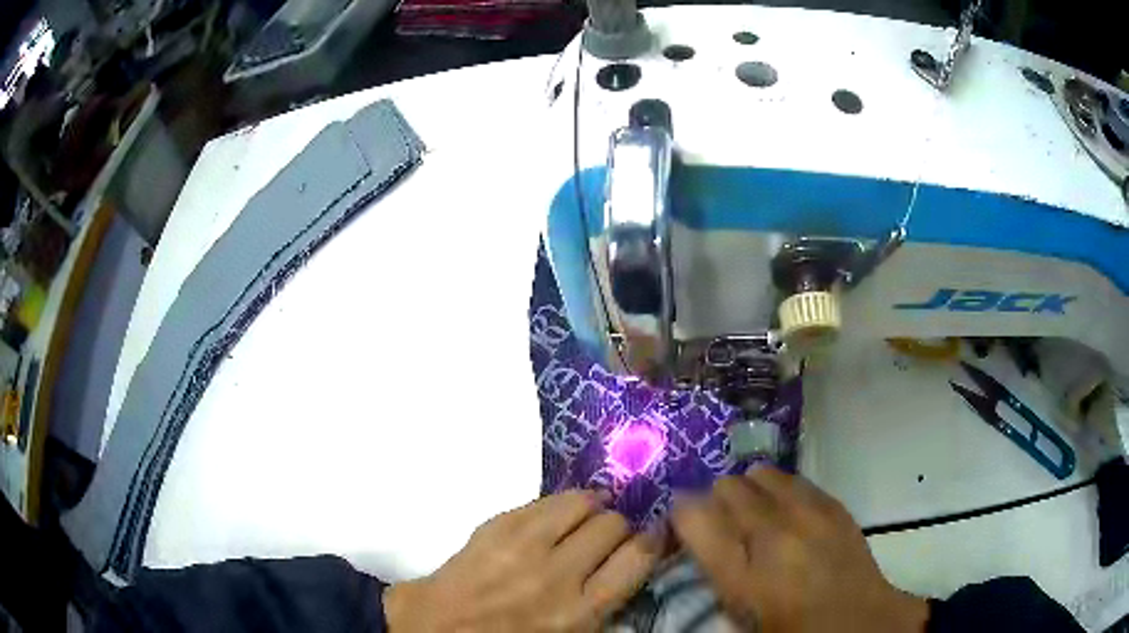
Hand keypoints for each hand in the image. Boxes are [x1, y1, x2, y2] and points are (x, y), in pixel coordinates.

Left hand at [385, 490, 665, 631]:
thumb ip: (603, 605)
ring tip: (588, 517)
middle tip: (611, 536)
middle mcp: (558, 573)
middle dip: (620, 527)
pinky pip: (545, 500)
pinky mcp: (497, 525)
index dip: (652, 541)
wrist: (435, 628)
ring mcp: (524, 543)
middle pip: (613, 525)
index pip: (638, 557)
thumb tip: (632, 565)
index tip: (652, 537)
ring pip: (583, 502)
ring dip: (594, 508)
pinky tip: (560, 512)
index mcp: (581, 611)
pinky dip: (562, 503)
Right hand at [671, 467, 927, 632]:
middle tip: (726, 525)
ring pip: (761, 474)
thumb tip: (696, 528)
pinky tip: (790, 515)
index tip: (685, 524)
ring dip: (752, 491)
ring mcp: (808, 512)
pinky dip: (783, 491)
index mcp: (741, 573)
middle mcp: (773, 533)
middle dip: (717, 502)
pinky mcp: (833, 503)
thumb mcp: (740, 609)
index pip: (691, 515)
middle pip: (726, 486)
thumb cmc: (789, 625)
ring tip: (759, 515)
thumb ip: (716, 567)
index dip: (681, 514)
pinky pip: (794, 480)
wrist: (855, 618)